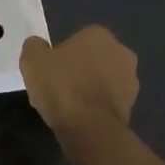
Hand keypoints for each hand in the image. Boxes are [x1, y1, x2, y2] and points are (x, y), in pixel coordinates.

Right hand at [19, 26, 138, 135]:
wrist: (89, 128)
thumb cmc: (61, 85)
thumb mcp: (32, 59)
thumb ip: (35, 46)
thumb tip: (38, 46)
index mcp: (99, 35)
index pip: (78, 39)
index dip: (61, 54)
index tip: (49, 70)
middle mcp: (121, 53)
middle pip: (92, 59)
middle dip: (78, 71)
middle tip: (56, 87)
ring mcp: (130, 81)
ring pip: (101, 81)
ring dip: (87, 89)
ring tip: (65, 107)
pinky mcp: (131, 107)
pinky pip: (106, 102)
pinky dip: (94, 108)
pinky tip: (77, 119)